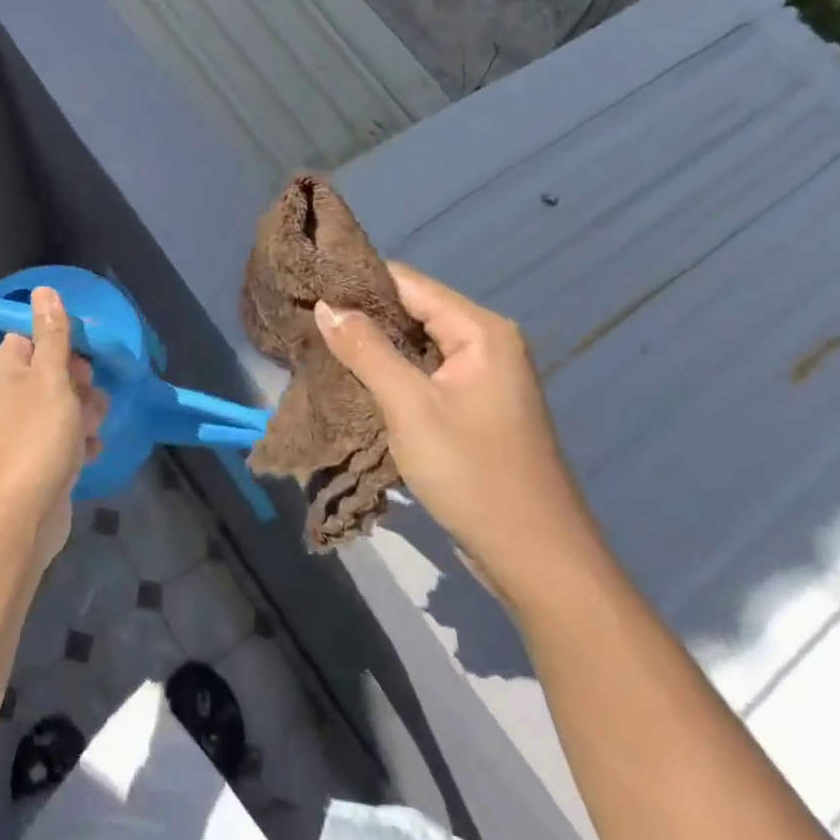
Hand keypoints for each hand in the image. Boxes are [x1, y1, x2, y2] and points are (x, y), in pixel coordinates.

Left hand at [0, 288, 108, 573]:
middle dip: (80, 383)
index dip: (61, 343)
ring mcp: (25, 427)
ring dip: (86, 412)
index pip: (33, 336)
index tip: (83, 355)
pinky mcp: (40, 455)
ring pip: (67, 402)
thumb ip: (53, 334)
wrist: (25, 515)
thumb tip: (43, 289)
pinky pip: (68, 434)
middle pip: (55, 369)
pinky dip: (81, 440)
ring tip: (87, 430)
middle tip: (84, 398)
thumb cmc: (38, 438)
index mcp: (5, 369)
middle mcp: (10, 393)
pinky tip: (88, 451)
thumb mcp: (52, 378)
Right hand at [314, 263, 606, 615]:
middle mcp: (485, 343)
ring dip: (372, 346)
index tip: (309, 285)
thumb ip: (366, 351)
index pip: (409, 283)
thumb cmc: (473, 473)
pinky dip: (389, 373)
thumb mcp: (411, 407)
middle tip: (305, 318)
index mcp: (481, 330)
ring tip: (318, 343)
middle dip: (362, 315)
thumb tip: (326, 305)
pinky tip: (352, 379)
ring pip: (415, 345)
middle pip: (413, 311)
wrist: (534, 557)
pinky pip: (423, 374)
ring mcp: (481, 377)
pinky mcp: (472, 407)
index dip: (358, 282)